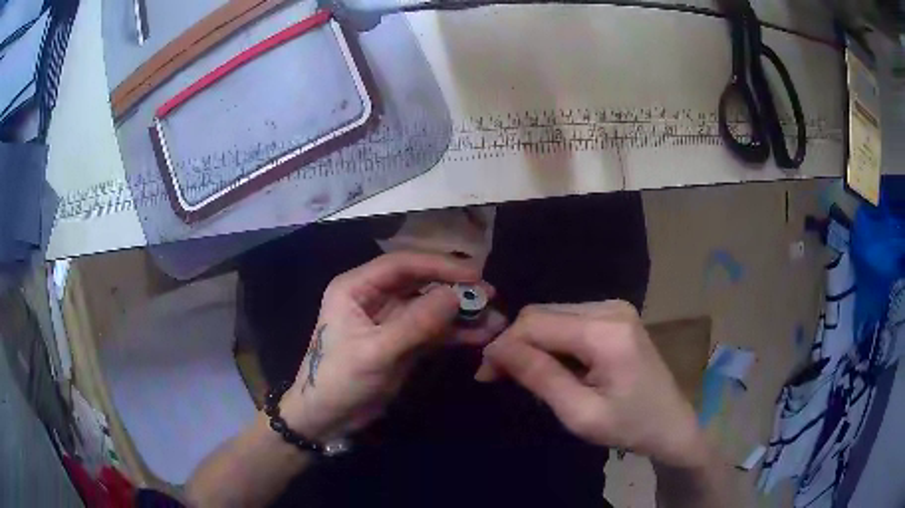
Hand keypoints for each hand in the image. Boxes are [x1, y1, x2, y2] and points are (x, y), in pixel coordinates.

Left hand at [281, 252, 504, 440]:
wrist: (328, 418)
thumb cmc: (340, 379)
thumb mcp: (376, 351)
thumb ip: (416, 323)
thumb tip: (456, 296)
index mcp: (357, 287)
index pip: (402, 264)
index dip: (439, 266)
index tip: (474, 275)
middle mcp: (375, 296)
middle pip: (421, 283)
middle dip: (455, 289)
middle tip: (491, 296)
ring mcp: (391, 319)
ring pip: (432, 307)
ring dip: (461, 313)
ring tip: (495, 320)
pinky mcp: (404, 341)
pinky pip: (434, 330)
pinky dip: (456, 333)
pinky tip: (481, 336)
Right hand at [476, 301, 705, 467]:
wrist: (670, 423)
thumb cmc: (629, 426)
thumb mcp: (580, 413)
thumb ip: (539, 377)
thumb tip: (494, 349)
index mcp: (606, 332)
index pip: (536, 322)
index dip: (504, 345)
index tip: (485, 375)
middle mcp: (611, 307)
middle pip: (542, 313)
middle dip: (516, 343)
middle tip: (499, 377)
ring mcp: (615, 308)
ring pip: (552, 315)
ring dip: (532, 343)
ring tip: (526, 376)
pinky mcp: (615, 315)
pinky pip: (568, 320)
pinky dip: (552, 341)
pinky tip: (553, 366)